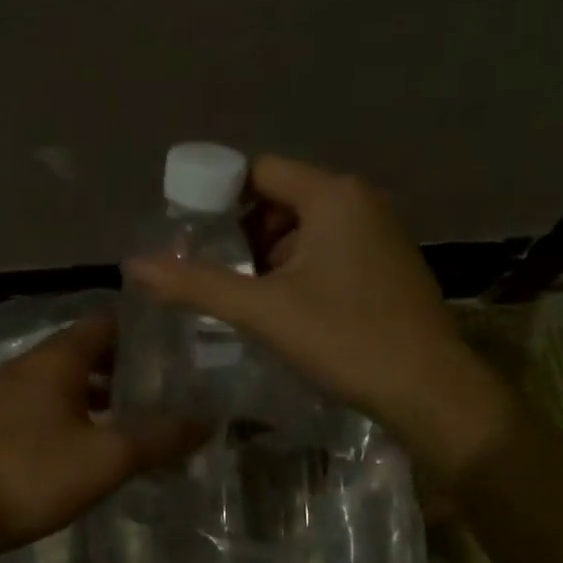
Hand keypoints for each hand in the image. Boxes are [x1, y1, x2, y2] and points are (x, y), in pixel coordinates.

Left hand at [0, 316, 201, 554]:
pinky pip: (38, 409)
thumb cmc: (34, 474)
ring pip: (58, 383)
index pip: (104, 323)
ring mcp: (1, 397)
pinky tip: (83, 448)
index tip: (171, 348)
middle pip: (81, 353)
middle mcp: (25, 367)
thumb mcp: (108, 458)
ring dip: (93, 395)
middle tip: (160, 387)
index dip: (138, 331)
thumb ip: (159, 437)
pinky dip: (67, 417)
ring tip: (129, 419)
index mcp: (55, 359)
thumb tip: (206, 420)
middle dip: (120, 367)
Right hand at [123, 155, 513, 471]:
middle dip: (242, 234)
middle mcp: (360, 202)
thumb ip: (196, 285)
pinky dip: (298, 270)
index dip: (217, 198)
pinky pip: (329, 250)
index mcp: (333, 195)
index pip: (258, 172)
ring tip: (244, 298)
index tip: (189, 236)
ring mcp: (380, 233)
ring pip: (304, 229)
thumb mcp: (263, 311)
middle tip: (213, 275)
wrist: (430, 391)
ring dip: (269, 257)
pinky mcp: (387, 265)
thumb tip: (133, 266)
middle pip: (280, 199)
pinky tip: (284, 309)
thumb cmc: (346, 339)